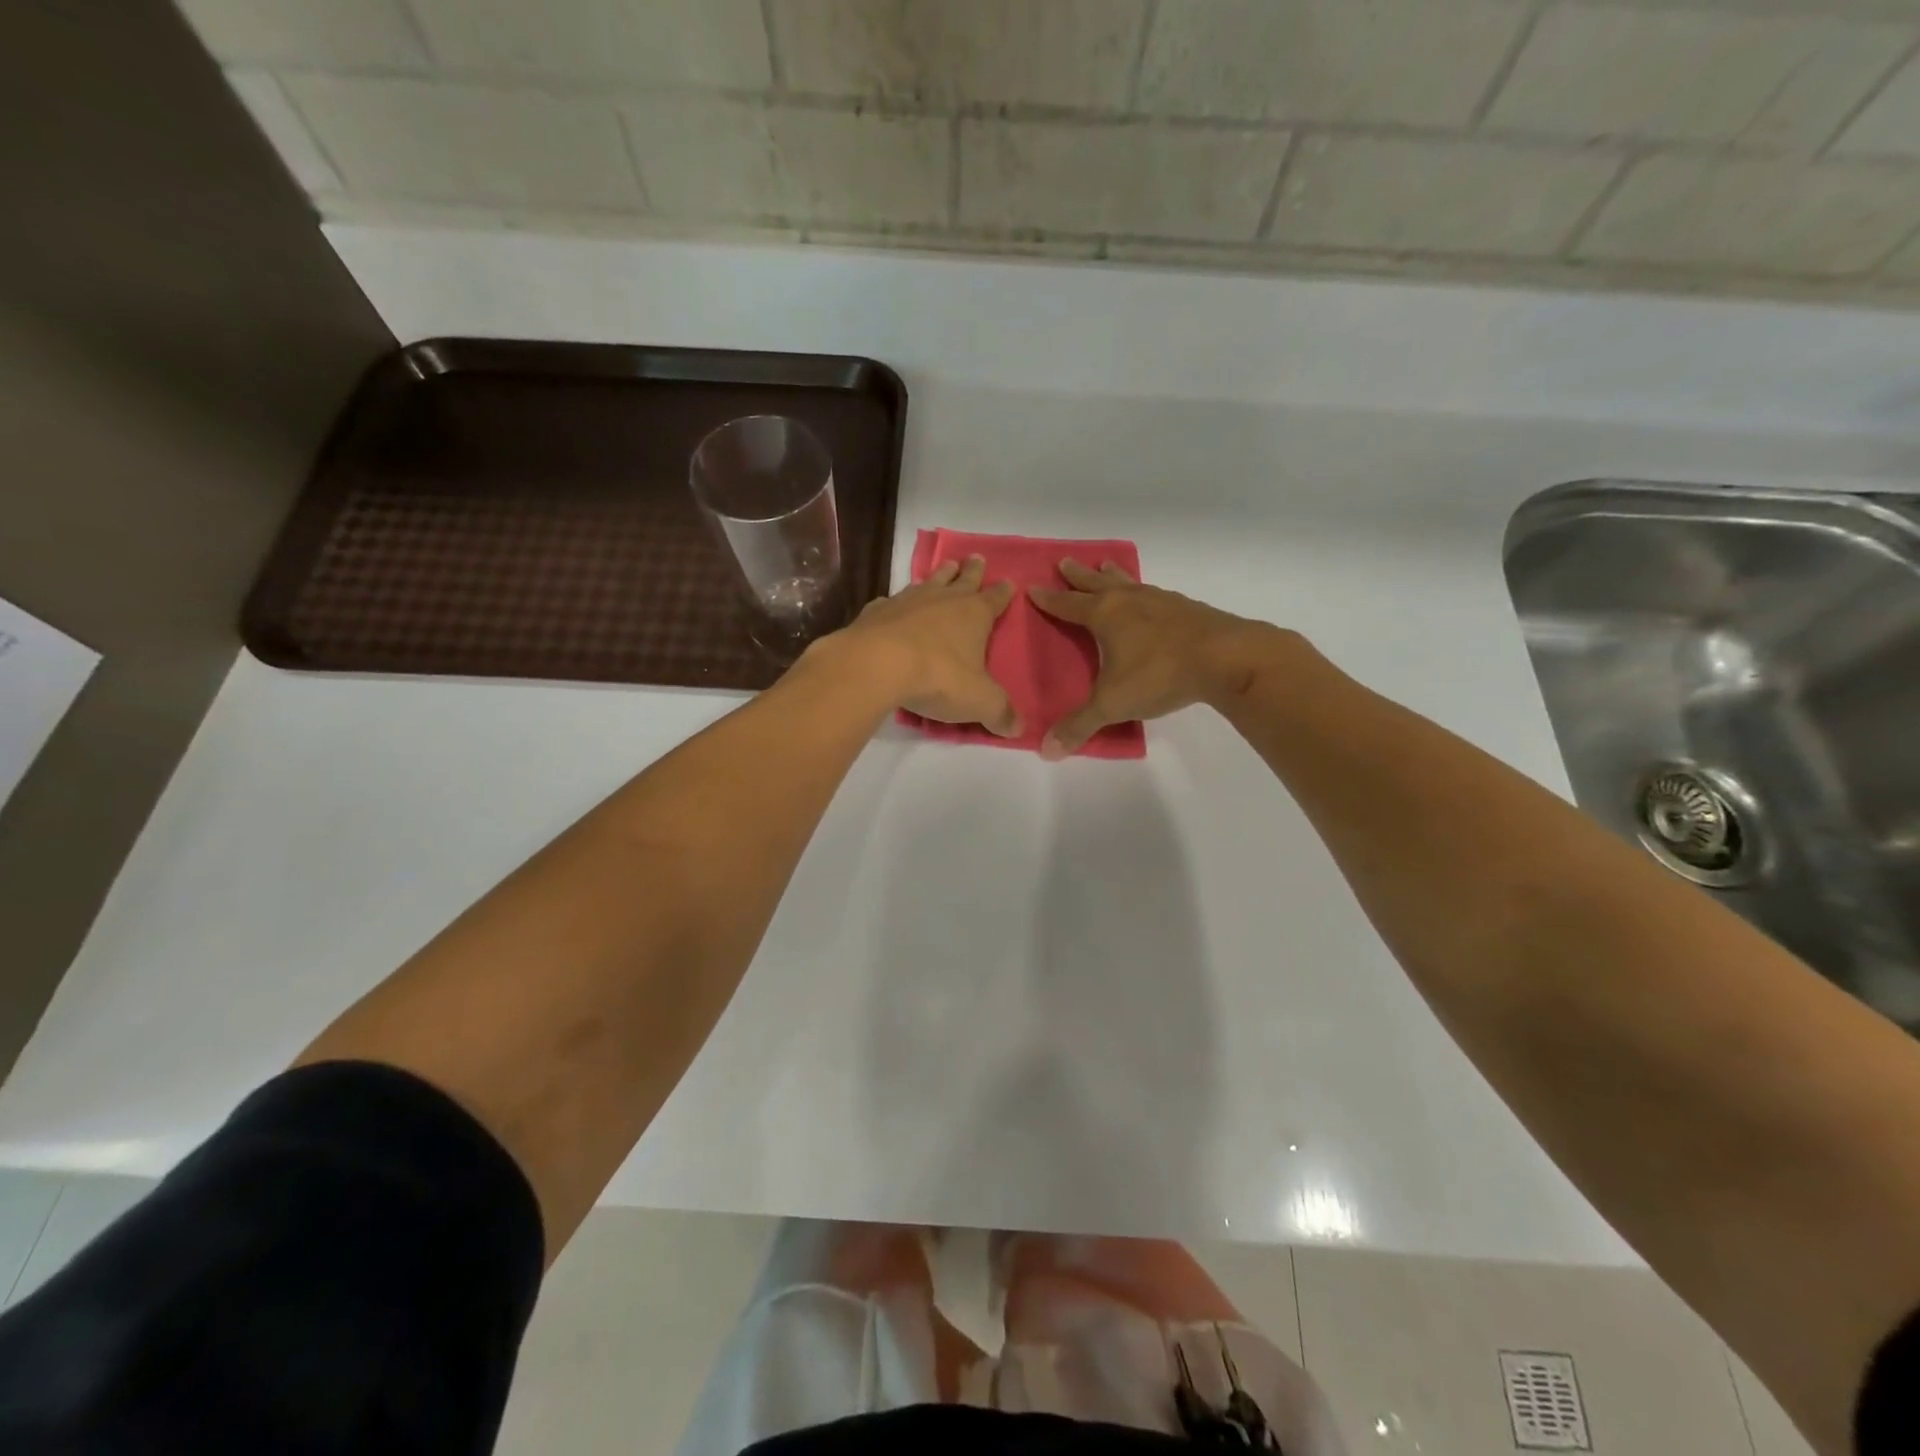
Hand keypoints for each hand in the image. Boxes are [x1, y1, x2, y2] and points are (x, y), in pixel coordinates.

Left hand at [826, 554, 1020, 735]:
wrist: (877, 664)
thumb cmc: (938, 678)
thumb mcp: (979, 702)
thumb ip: (1000, 713)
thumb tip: (1018, 728)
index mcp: (974, 615)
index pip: (995, 599)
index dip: (1003, 592)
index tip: (1009, 582)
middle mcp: (943, 600)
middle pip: (962, 580)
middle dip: (972, 570)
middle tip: (976, 557)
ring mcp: (907, 602)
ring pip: (928, 582)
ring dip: (938, 576)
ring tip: (945, 568)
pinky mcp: (877, 612)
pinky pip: (891, 601)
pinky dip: (896, 602)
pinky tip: (892, 606)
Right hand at [1029, 559, 1299, 758]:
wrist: (1226, 657)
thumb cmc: (1160, 674)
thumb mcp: (1112, 705)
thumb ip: (1080, 726)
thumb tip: (1047, 751)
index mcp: (1105, 616)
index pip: (1068, 604)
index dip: (1049, 599)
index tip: (1033, 588)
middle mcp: (1129, 600)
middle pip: (1096, 582)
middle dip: (1078, 576)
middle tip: (1064, 562)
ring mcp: (1160, 600)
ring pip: (1128, 582)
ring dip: (1112, 576)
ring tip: (1105, 567)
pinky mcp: (1186, 608)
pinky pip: (1154, 593)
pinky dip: (1142, 590)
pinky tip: (1149, 598)